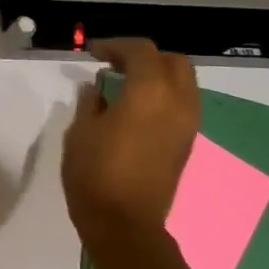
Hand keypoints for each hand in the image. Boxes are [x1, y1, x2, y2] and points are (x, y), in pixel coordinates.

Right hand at [61, 38, 199, 243]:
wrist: (124, 222)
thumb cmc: (95, 173)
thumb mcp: (80, 132)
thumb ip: (90, 103)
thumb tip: (97, 89)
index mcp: (150, 93)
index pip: (141, 52)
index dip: (116, 46)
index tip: (92, 53)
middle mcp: (178, 102)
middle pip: (173, 61)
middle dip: (145, 56)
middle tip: (114, 63)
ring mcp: (188, 124)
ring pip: (183, 83)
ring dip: (157, 75)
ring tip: (125, 85)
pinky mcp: (186, 142)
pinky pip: (181, 104)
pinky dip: (162, 95)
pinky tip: (135, 108)